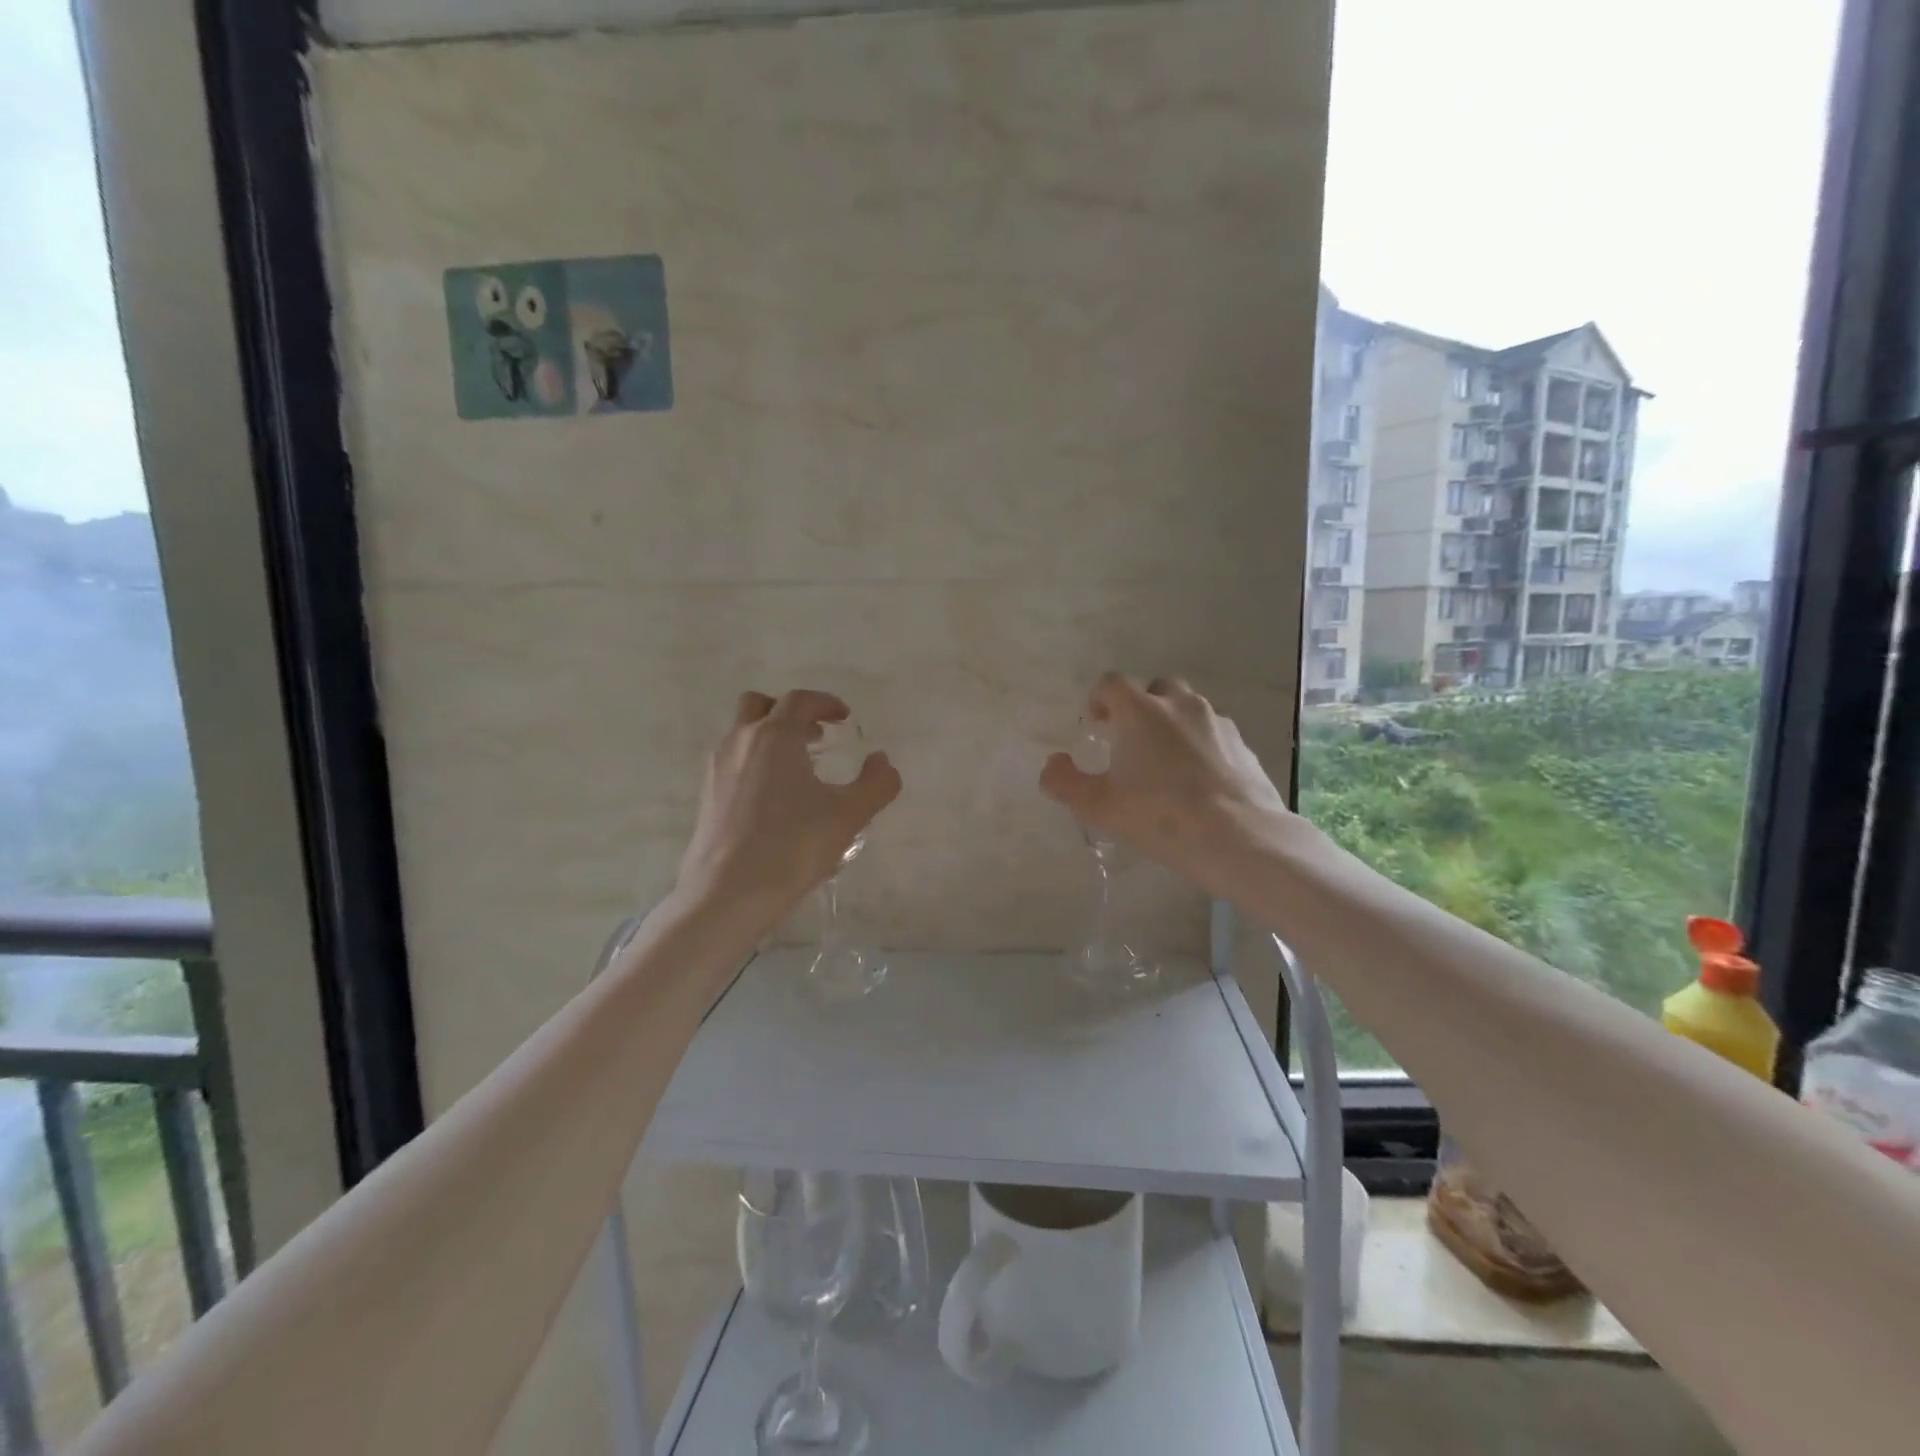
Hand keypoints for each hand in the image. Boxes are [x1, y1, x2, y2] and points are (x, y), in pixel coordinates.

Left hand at [677, 690, 900, 917]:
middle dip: (790, 713)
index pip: (800, 700)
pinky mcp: (706, 796)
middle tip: (816, 736)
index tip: (844, 717)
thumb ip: (876, 783)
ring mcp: (718, 769)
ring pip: (742, 734)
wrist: (728, 893)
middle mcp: (741, 742)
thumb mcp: (849, 815)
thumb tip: (882, 761)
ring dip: (771, 738)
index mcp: (775, 736)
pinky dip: (755, 763)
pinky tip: (775, 799)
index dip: (826, 703)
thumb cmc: (793, 846)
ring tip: (799, 770)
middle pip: (759, 706)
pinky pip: (733, 762)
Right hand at [1039, 674, 1290, 892]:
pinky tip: (1199, 783)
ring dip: (1172, 726)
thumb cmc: (1159, 816)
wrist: (1239, 839)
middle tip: (1129, 743)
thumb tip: (1052, 764)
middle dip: (1139, 708)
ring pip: (1188, 710)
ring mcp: (1217, 723)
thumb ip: (1064, 782)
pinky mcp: (1244, 746)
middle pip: (1154, 689)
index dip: (1099, 699)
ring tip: (1166, 765)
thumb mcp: (1098, 806)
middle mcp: (1180, 705)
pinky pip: (1213, 735)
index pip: (1112, 683)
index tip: (1096, 725)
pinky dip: (1200, 746)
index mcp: (1141, 711)